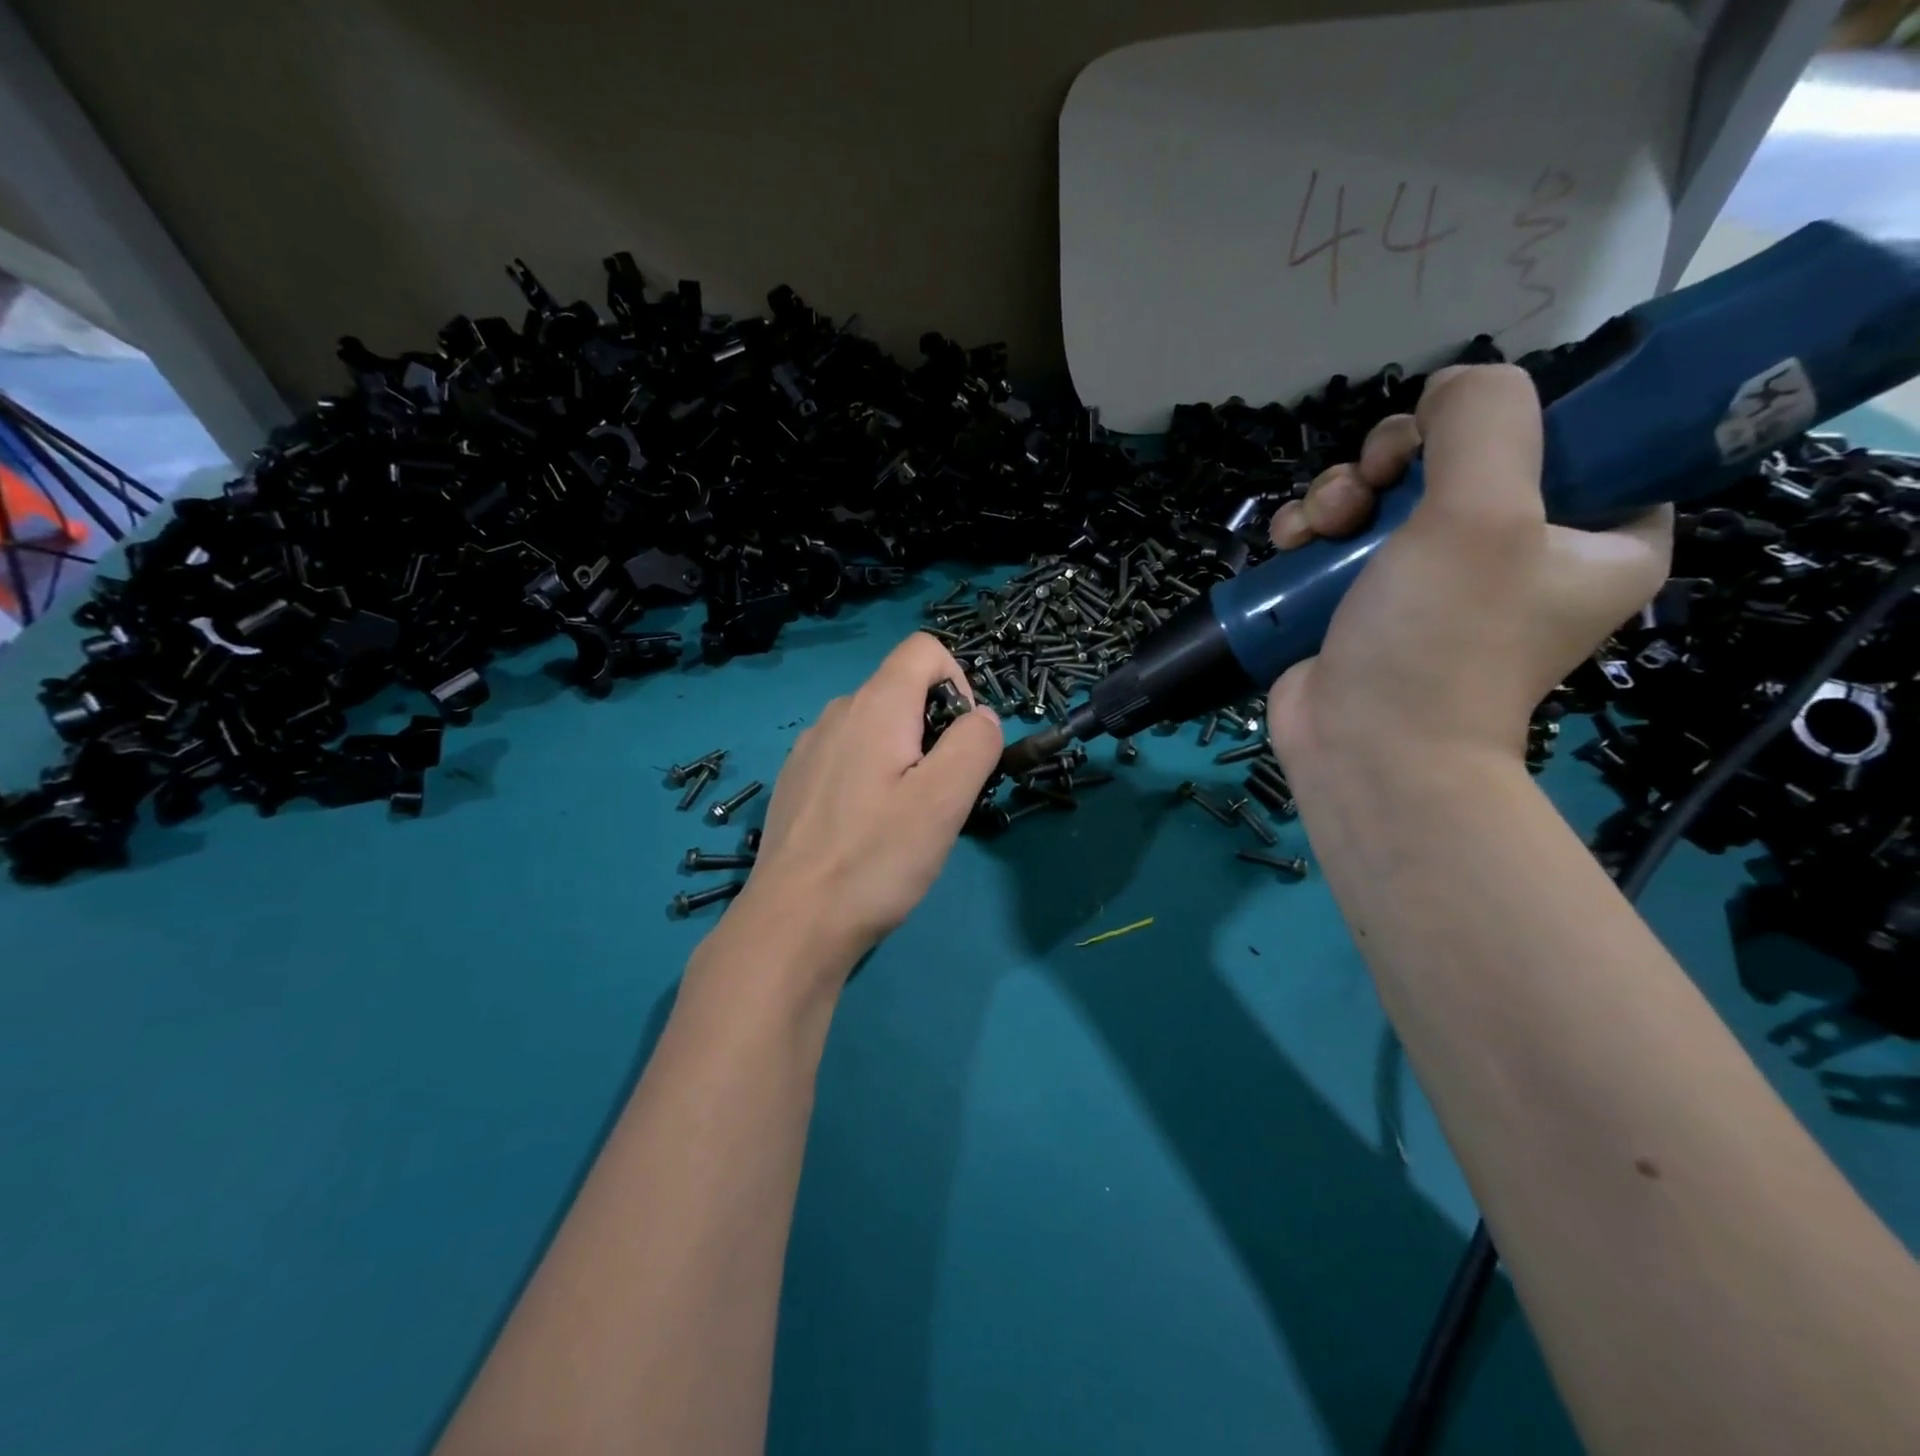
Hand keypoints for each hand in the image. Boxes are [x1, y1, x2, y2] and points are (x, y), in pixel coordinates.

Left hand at [727, 633, 1001, 982]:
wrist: (792, 922)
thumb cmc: (875, 858)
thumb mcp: (945, 800)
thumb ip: (974, 744)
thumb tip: (982, 718)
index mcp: (875, 706)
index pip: (925, 649)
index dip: (958, 682)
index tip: (961, 743)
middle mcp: (836, 713)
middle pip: (902, 690)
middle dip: (934, 730)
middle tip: (937, 796)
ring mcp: (809, 748)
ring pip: (875, 727)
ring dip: (903, 757)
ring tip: (902, 819)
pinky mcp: (796, 781)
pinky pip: (847, 757)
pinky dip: (870, 777)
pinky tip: (864, 830)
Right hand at [1266, 364, 1670, 773]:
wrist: (1363, 748)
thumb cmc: (1440, 640)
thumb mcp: (1483, 511)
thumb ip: (1484, 419)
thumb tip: (1450, 386)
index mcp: (1598, 536)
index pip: (1573, 438)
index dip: (1505, 422)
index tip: (1450, 440)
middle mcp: (1517, 554)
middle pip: (1456, 458)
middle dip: (1394, 459)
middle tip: (1372, 485)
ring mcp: (1432, 580)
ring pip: (1383, 493)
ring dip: (1340, 492)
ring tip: (1319, 526)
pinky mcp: (1365, 601)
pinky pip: (1341, 536)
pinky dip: (1312, 530)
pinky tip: (1291, 543)